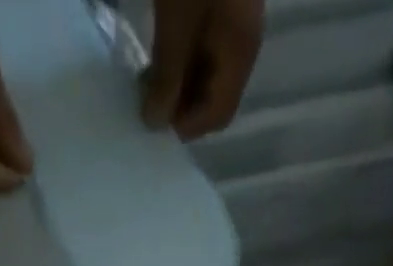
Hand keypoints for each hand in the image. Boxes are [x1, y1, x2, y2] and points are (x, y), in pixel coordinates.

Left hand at [143, 0, 264, 138]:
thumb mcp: (175, 25)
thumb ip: (167, 77)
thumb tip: (154, 125)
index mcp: (241, 54)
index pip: (219, 114)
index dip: (188, 126)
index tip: (157, 121)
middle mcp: (244, 46)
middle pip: (214, 97)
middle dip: (182, 107)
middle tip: (148, 102)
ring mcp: (235, 25)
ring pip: (208, 76)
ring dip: (179, 87)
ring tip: (149, 82)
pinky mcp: (222, 9)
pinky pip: (204, 50)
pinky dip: (182, 62)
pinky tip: (161, 57)